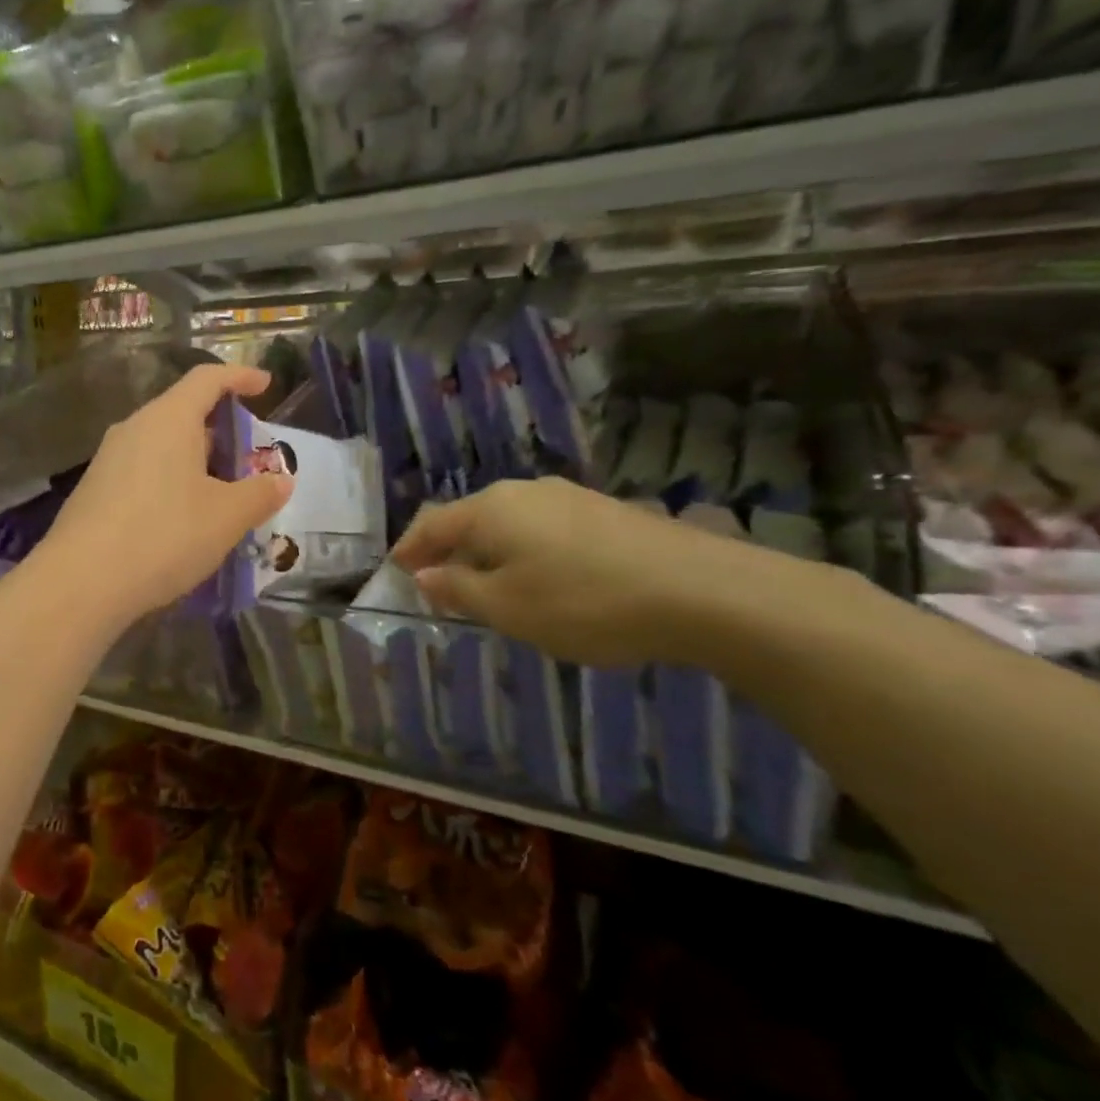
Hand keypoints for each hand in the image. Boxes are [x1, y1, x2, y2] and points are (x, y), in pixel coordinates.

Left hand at [33, 364, 292, 627]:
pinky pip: (143, 472)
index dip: (240, 377)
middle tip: (249, 459)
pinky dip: (171, 483)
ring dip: (196, 462)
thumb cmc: (164, 536)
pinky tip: (182, 520)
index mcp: (168, 419)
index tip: (265, 384)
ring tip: (222, 496)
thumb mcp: (226, 517)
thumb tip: (280, 480)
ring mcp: (108, 460)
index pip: (208, 379)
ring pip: (162, 446)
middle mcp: (134, 428)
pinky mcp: (94, 491)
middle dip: (221, 431)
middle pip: (184, 413)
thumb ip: (259, 494)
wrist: (81, 582)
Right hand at [390, 477, 764, 667]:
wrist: (704, 591)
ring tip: (489, 587)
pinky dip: (526, 552)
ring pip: (509, 523)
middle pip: (470, 519)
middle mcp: (524, 492)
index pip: (432, 524)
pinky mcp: (606, 512)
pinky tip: (544, 580)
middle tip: (438, 584)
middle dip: (449, 551)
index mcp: (490, 509)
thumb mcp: (507, 608)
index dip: (409, 549)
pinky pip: (544, 530)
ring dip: (489, 553)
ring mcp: (569, 498)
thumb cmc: (584, 602)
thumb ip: (458, 591)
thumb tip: (425, 576)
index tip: (395, 571)